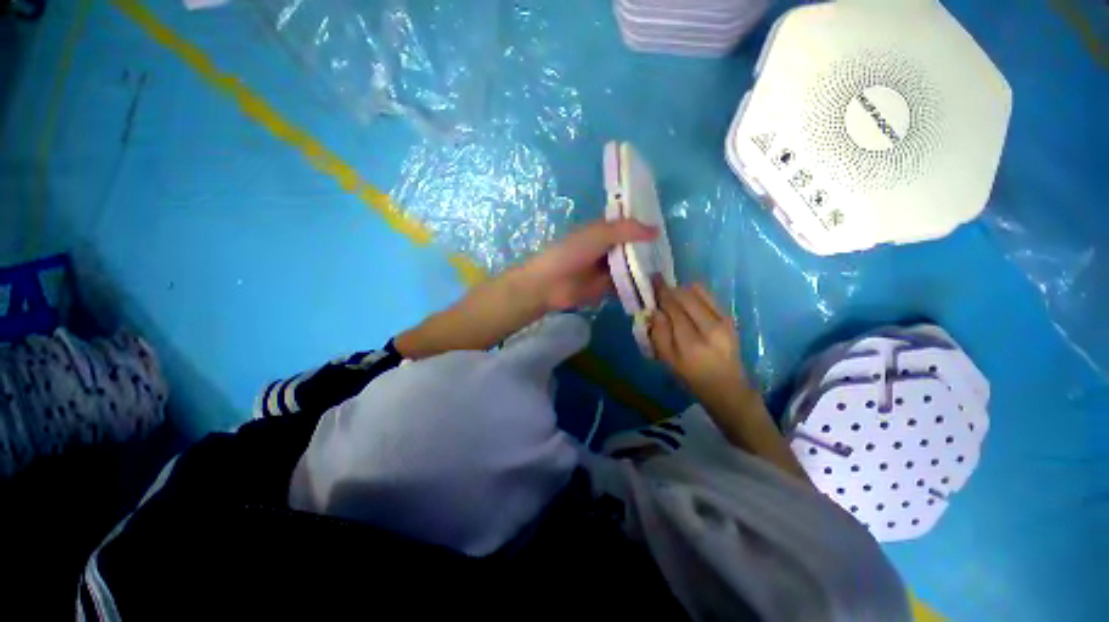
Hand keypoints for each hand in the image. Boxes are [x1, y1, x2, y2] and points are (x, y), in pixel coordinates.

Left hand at [520, 219, 657, 310]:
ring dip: (645, 269)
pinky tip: (656, 287)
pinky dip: (637, 286)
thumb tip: (657, 230)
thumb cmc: (571, 253)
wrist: (550, 283)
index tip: (668, 229)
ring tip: (670, 270)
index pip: (628, 226)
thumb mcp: (599, 234)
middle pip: (632, 248)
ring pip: (630, 267)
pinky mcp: (606, 288)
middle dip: (649, 250)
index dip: (645, 226)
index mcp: (602, 232)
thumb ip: (627, 230)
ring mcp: (606, 270)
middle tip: (673, 253)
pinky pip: (625, 285)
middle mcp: (606, 249)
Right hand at [650, 282, 747, 397]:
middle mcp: (710, 327)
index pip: (674, 309)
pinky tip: (687, 299)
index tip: (652, 281)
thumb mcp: (668, 361)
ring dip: (682, 289)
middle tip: (658, 285)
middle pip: (686, 296)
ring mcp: (724, 321)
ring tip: (672, 295)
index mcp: (692, 343)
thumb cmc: (691, 377)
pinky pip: (709, 296)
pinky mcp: (730, 318)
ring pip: (699, 292)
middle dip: (670, 288)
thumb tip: (655, 311)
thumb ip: (659, 334)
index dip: (661, 293)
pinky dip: (695, 293)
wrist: (727, 387)